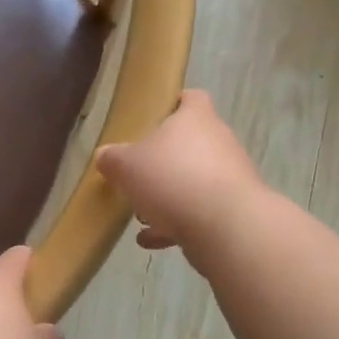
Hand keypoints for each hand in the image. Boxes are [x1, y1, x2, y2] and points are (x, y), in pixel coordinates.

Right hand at [96, 90, 265, 251]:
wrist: (225, 227)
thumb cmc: (172, 179)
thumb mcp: (127, 166)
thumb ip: (112, 159)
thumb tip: (105, 156)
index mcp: (196, 118)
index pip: (190, 98)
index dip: (173, 105)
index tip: (153, 120)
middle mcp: (219, 141)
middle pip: (189, 144)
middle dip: (163, 161)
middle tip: (138, 175)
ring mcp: (230, 177)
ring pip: (194, 181)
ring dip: (169, 196)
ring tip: (141, 215)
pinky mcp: (233, 210)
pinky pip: (200, 211)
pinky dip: (177, 224)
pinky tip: (152, 240)